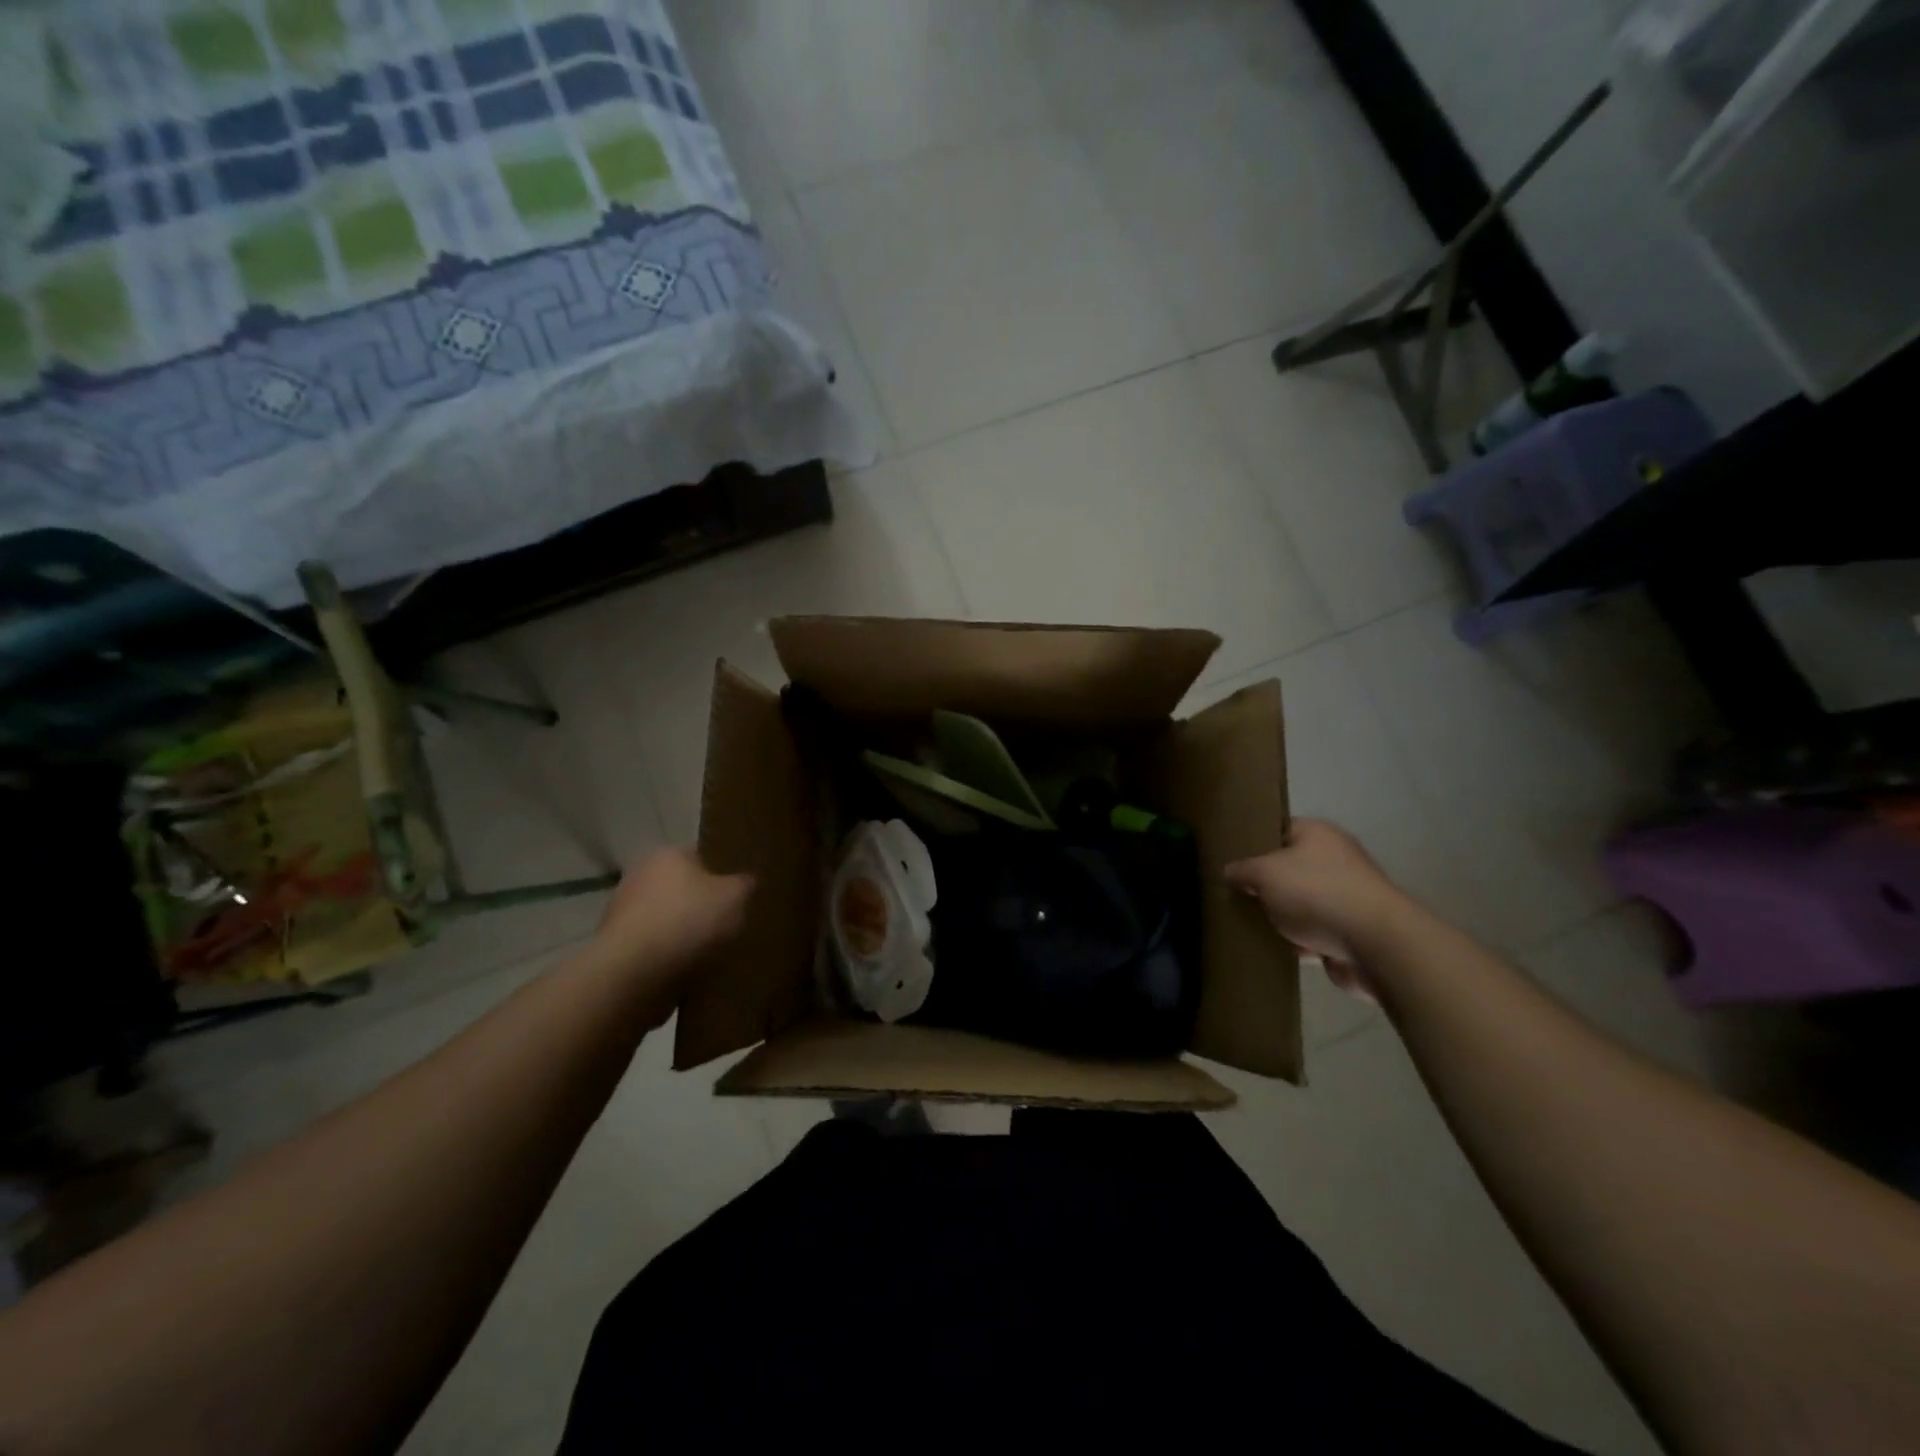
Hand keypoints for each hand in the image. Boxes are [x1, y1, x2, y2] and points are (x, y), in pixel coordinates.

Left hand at [592, 846, 752, 985]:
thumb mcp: (735, 897)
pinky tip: (689, 969)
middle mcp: (641, 875)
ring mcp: (624, 911)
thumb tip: (745, 882)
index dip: (724, 871)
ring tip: (712, 952)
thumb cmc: (687, 921)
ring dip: (686, 932)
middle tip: (730, 922)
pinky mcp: (618, 946)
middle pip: (684, 887)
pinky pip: (655, 945)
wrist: (632, 973)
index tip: (741, 891)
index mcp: (668, 854)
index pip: (702, 854)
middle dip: (704, 904)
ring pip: (669, 917)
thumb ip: (744, 884)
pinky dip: (670, 955)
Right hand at [1225, 820, 1405, 998]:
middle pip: (1288, 868)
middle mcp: (1335, 859)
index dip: (1255, 842)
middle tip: (1235, 895)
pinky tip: (1274, 949)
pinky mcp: (1351, 931)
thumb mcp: (1264, 873)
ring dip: (1280, 917)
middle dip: (1264, 885)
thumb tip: (1230, 872)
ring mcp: (1346, 896)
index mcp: (1317, 834)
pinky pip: (1313, 932)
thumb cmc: (1316, 893)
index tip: (1231, 858)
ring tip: (1248, 925)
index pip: (1279, 829)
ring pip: (1300, 903)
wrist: (1374, 943)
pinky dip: (1298, 942)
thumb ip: (1242, 870)